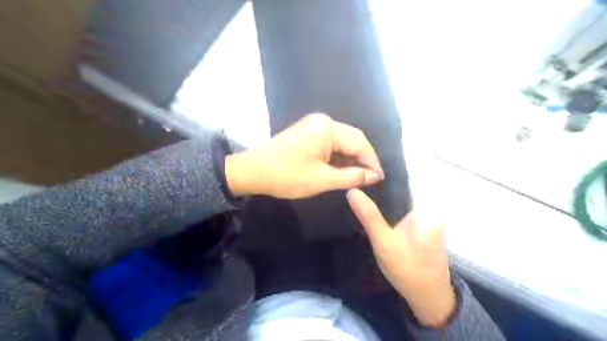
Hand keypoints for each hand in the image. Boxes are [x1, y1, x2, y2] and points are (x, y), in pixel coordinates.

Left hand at [222, 113, 382, 197]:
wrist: (253, 171)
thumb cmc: (287, 176)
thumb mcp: (322, 180)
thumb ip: (351, 177)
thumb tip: (374, 176)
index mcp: (328, 129)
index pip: (360, 143)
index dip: (372, 162)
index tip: (379, 179)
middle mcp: (324, 121)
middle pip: (353, 139)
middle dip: (363, 159)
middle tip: (370, 179)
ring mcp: (314, 124)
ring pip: (342, 140)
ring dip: (350, 158)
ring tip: (357, 176)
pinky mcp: (308, 130)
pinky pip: (331, 141)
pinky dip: (338, 155)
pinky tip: (341, 168)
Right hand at [346, 189, 455, 326]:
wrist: (427, 297)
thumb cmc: (407, 267)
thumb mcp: (384, 241)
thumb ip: (369, 216)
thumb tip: (352, 190)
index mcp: (423, 207)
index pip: (400, 181)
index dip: (380, 176)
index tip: (360, 173)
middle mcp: (426, 209)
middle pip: (397, 191)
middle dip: (378, 189)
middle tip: (355, 186)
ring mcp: (423, 219)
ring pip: (397, 202)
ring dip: (381, 201)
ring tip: (359, 195)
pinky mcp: (418, 228)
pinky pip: (399, 213)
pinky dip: (387, 212)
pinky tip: (372, 213)